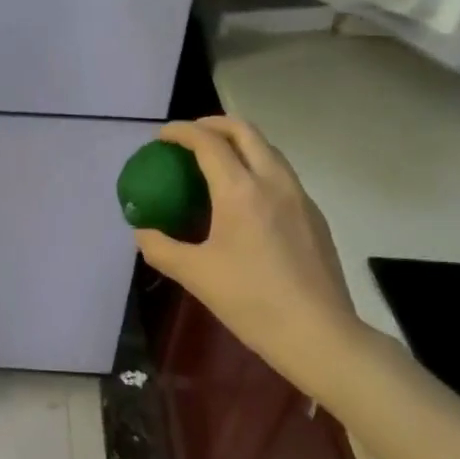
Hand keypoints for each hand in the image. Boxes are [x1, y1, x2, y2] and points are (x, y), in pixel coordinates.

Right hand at [135, 116, 371, 396]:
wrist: (318, 334)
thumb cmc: (251, 301)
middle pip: (245, 131)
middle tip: (190, 136)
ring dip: (239, 144)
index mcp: (240, 190)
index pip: (208, 142)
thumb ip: (160, 248)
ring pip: (268, 151)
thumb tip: (141, 232)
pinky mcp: (315, 216)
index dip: (181, 132)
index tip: (161, 136)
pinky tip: (245, 199)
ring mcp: (300, 197)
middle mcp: (274, 182)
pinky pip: (282, 176)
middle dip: (214, 124)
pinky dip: (257, 169)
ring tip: (216, 161)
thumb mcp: (194, 275)